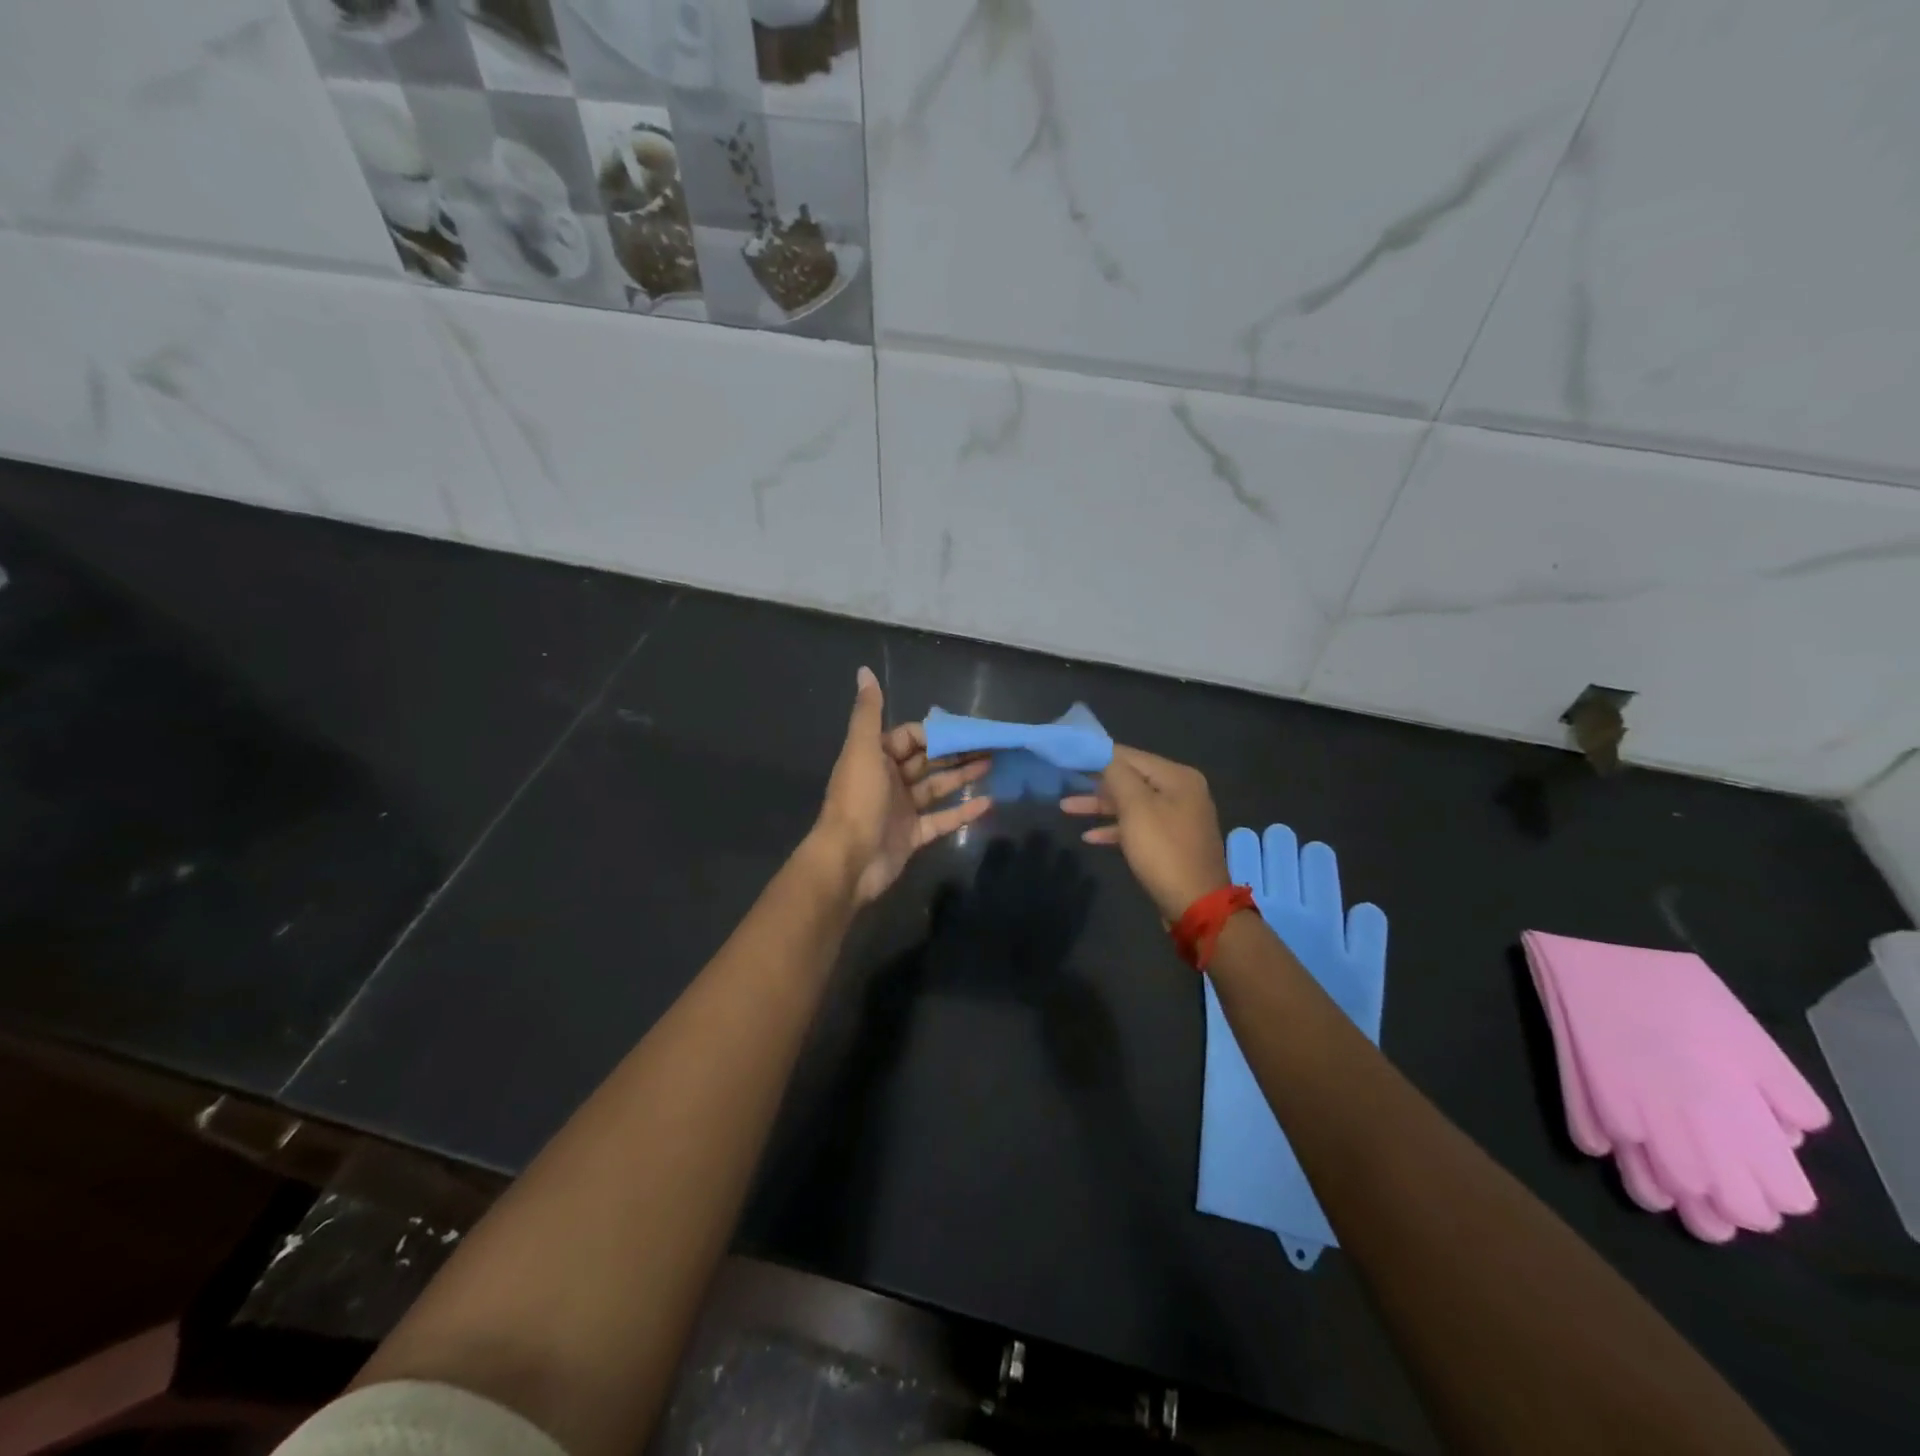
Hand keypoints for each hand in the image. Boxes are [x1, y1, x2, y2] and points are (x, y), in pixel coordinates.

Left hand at [813, 667, 992, 904]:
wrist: (848, 861)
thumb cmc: (857, 800)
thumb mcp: (862, 749)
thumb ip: (868, 712)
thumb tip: (864, 670)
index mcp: (876, 757)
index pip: (911, 737)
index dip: (938, 732)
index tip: (968, 728)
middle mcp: (889, 780)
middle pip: (928, 761)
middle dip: (956, 752)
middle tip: (991, 745)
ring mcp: (902, 810)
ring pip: (937, 787)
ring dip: (963, 776)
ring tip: (994, 765)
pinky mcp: (913, 836)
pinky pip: (942, 820)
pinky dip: (963, 811)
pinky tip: (989, 802)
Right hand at [1061, 746, 1228, 921]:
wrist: (1196, 904)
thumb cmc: (1163, 850)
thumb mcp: (1137, 808)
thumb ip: (1118, 776)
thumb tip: (1104, 755)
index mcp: (1177, 777)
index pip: (1130, 756)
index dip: (1099, 755)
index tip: (1070, 756)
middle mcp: (1181, 792)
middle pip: (1131, 779)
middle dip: (1097, 784)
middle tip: (1064, 781)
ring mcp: (1177, 818)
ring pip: (1132, 804)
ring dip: (1101, 807)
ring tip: (1066, 808)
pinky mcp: (1171, 842)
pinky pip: (1139, 826)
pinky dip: (1116, 828)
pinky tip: (1090, 837)